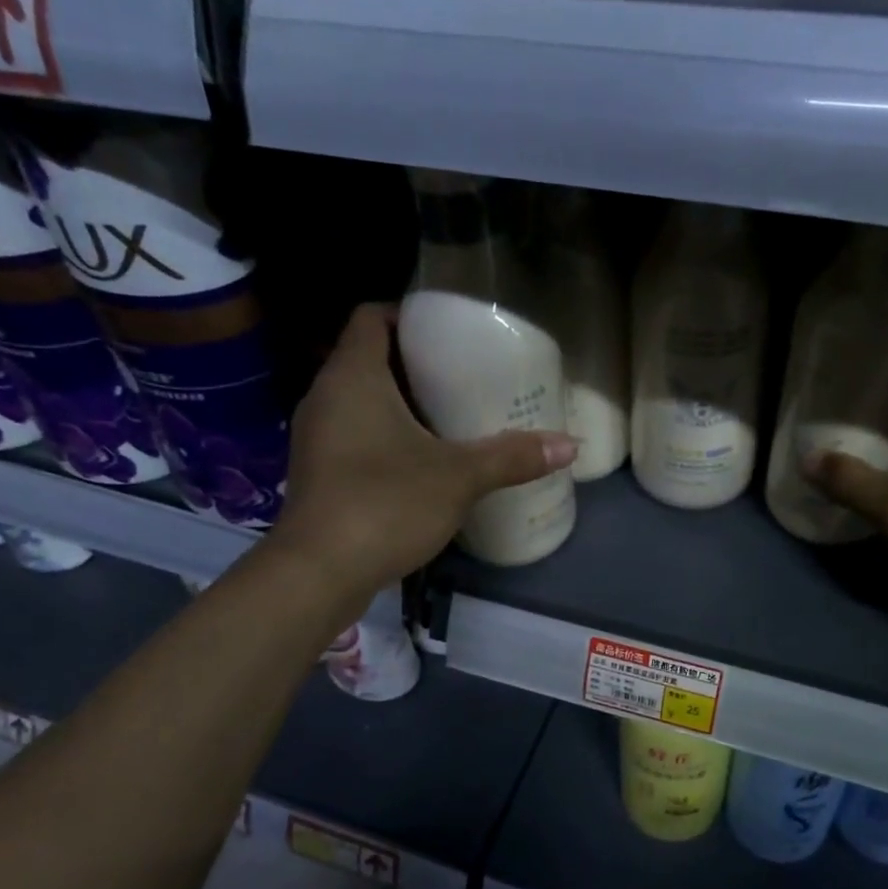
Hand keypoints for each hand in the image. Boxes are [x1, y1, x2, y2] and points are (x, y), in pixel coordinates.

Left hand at [267, 304, 575, 598]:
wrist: (319, 573)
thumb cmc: (385, 504)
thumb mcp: (459, 477)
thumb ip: (512, 457)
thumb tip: (570, 445)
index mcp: (353, 377)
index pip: (371, 317)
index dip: (408, 315)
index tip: (449, 330)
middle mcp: (326, 397)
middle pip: (370, 358)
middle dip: (415, 362)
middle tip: (465, 373)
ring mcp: (317, 437)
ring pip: (362, 400)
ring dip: (402, 402)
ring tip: (451, 413)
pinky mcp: (320, 472)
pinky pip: (356, 434)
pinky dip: (387, 434)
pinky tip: (424, 458)